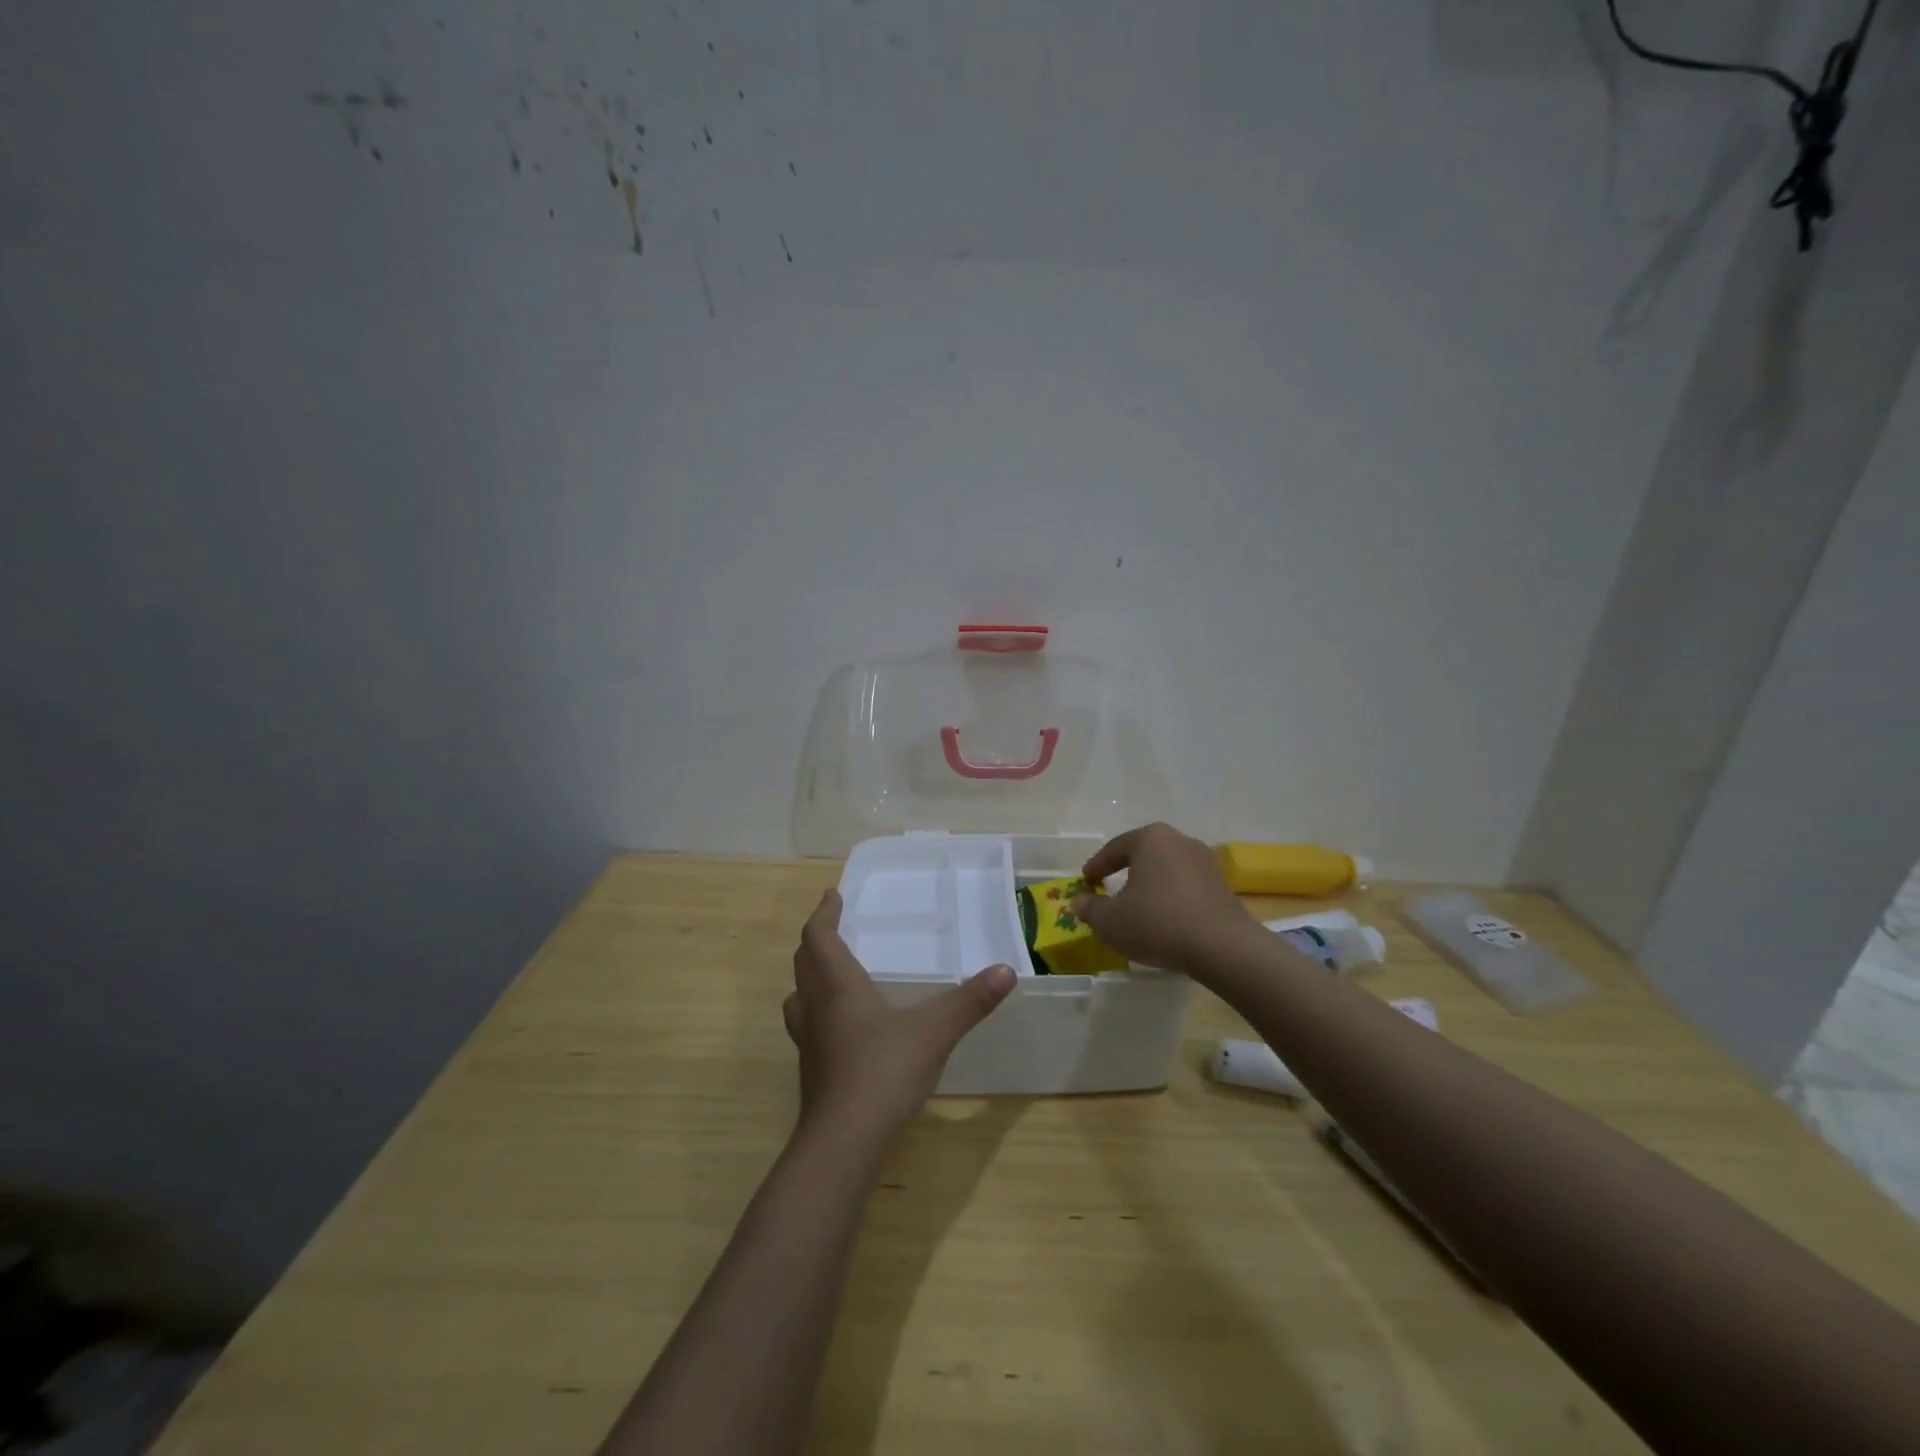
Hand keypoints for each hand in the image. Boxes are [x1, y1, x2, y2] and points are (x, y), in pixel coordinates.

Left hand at [784, 890, 1015, 1142]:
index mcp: (838, 987)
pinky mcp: (812, 1073)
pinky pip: (807, 1028)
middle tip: (832, 929)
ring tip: (829, 975)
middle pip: (804, 964)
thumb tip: (1006, 971)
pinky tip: (842, 1029)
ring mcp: (809, 1044)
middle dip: (815, 942)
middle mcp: (816, 1009)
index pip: (819, 938)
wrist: (844, 1143)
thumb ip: (969, 1001)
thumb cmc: (883, 1072)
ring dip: (809, 979)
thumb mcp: (933, 1032)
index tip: (832, 896)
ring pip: (798, 998)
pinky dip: (818, 1014)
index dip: (823, 914)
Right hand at [1072, 822, 1255, 976]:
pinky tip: (1164, 918)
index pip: (1115, 848)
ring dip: (1150, 885)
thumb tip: (1079, 902)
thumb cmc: (1157, 923)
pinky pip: (1186, 886)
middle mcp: (1179, 841)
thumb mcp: (1110, 921)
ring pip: (1166, 870)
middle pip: (1143, 854)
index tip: (1086, 880)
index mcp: (1150, 839)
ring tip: (1137, 905)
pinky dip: (1170, 898)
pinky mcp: (1222, 886)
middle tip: (1109, 887)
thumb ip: (1090, 909)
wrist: (1222, 947)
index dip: (1097, 865)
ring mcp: (1205, 862)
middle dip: (1125, 870)